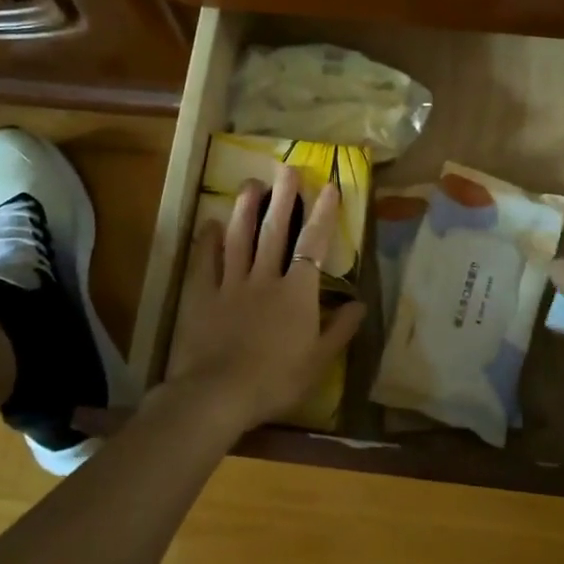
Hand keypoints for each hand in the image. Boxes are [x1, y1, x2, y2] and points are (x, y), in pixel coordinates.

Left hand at [164, 162, 366, 435]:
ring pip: (239, 238)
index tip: (328, 187)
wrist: (219, 394)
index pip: (313, 245)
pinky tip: (210, 223)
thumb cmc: (276, 380)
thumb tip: (360, 304)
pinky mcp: (202, 296)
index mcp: (296, 293)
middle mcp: (264, 278)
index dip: (322, 214)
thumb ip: (340, 330)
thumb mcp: (319, 361)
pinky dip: (207, 241)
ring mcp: (230, 284)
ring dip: (246, 208)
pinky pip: (205, 262)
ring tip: (251, 183)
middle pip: (275, 231)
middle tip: (287, 168)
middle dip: (283, 197)